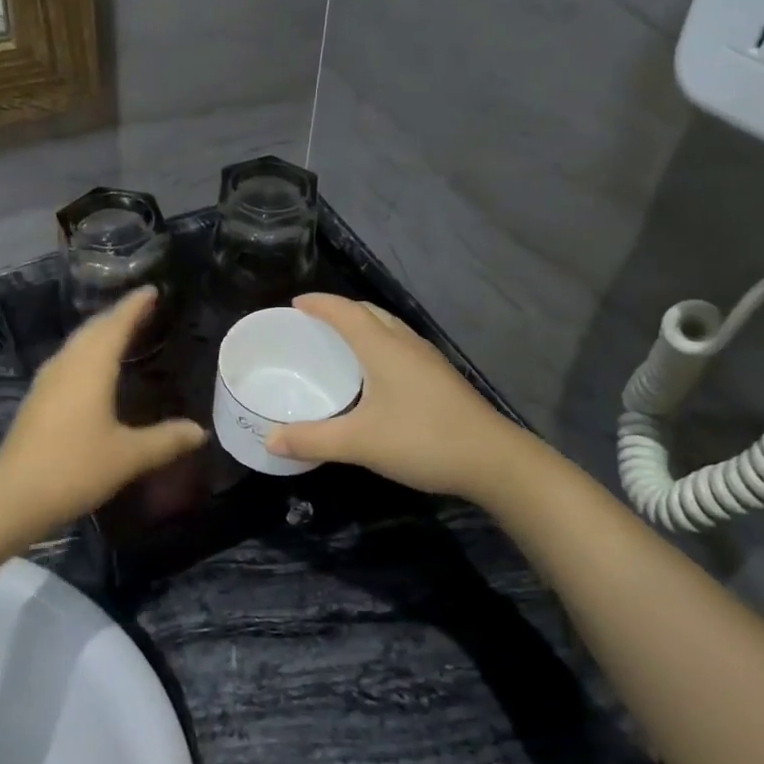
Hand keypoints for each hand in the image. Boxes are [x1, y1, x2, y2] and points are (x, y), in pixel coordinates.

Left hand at [0, 288, 205, 550]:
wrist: (14, 496)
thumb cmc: (75, 468)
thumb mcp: (129, 456)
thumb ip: (166, 440)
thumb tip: (200, 431)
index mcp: (91, 367)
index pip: (116, 324)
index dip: (134, 306)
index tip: (151, 290)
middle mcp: (67, 364)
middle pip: (93, 329)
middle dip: (118, 315)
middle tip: (142, 308)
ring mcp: (47, 380)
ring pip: (77, 343)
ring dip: (100, 332)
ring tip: (122, 331)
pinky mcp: (37, 398)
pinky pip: (68, 360)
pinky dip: (87, 352)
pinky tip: (93, 369)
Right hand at [264, 294, 515, 498]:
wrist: (493, 460)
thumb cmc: (422, 439)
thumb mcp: (360, 442)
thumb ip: (312, 439)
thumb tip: (269, 440)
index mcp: (383, 347)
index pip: (344, 311)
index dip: (318, 303)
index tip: (295, 304)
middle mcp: (405, 343)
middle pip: (368, 312)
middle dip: (338, 310)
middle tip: (311, 323)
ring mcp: (427, 359)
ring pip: (388, 328)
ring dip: (361, 326)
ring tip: (338, 343)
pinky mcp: (439, 377)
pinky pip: (399, 345)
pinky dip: (377, 344)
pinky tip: (374, 373)